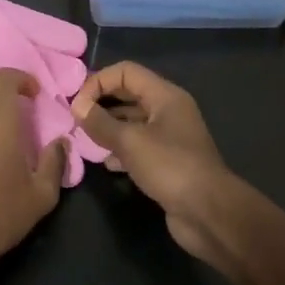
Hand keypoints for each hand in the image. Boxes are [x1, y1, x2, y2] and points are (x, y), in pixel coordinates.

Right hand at [69, 62, 243, 271]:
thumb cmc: (170, 167)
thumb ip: (101, 122)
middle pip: (128, 94)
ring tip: (86, 140)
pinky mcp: (166, 161)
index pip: (126, 72)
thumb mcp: (130, 142)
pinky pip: (138, 146)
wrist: (208, 212)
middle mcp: (168, 110)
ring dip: (108, 127)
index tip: (77, 104)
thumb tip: (77, 106)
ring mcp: (169, 136)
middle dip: (101, 103)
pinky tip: (106, 163)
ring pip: (131, 122)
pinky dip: (120, 149)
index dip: (99, 81)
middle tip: (76, 119)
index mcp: (165, 95)